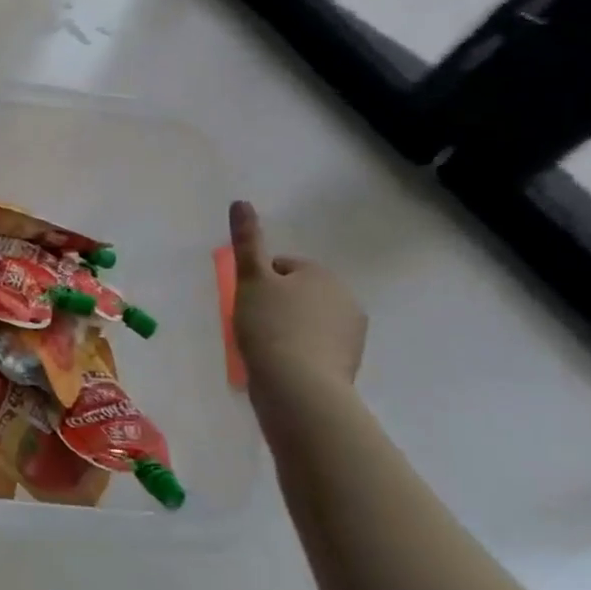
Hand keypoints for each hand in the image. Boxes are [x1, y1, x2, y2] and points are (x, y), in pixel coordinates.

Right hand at [229, 200, 365, 387]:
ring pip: (306, 322)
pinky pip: (315, 349)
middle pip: (297, 294)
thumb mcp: (251, 280)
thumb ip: (246, 241)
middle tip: (251, 326)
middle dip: (276, 306)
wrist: (298, 388)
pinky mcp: (348, 365)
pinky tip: (280, 367)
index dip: (258, 283)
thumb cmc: (270, 327)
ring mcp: (350, 335)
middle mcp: (344, 298)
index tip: (246, 303)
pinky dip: (298, 354)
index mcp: (322, 274)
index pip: (282, 267)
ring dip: (287, 330)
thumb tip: (240, 201)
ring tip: (264, 349)